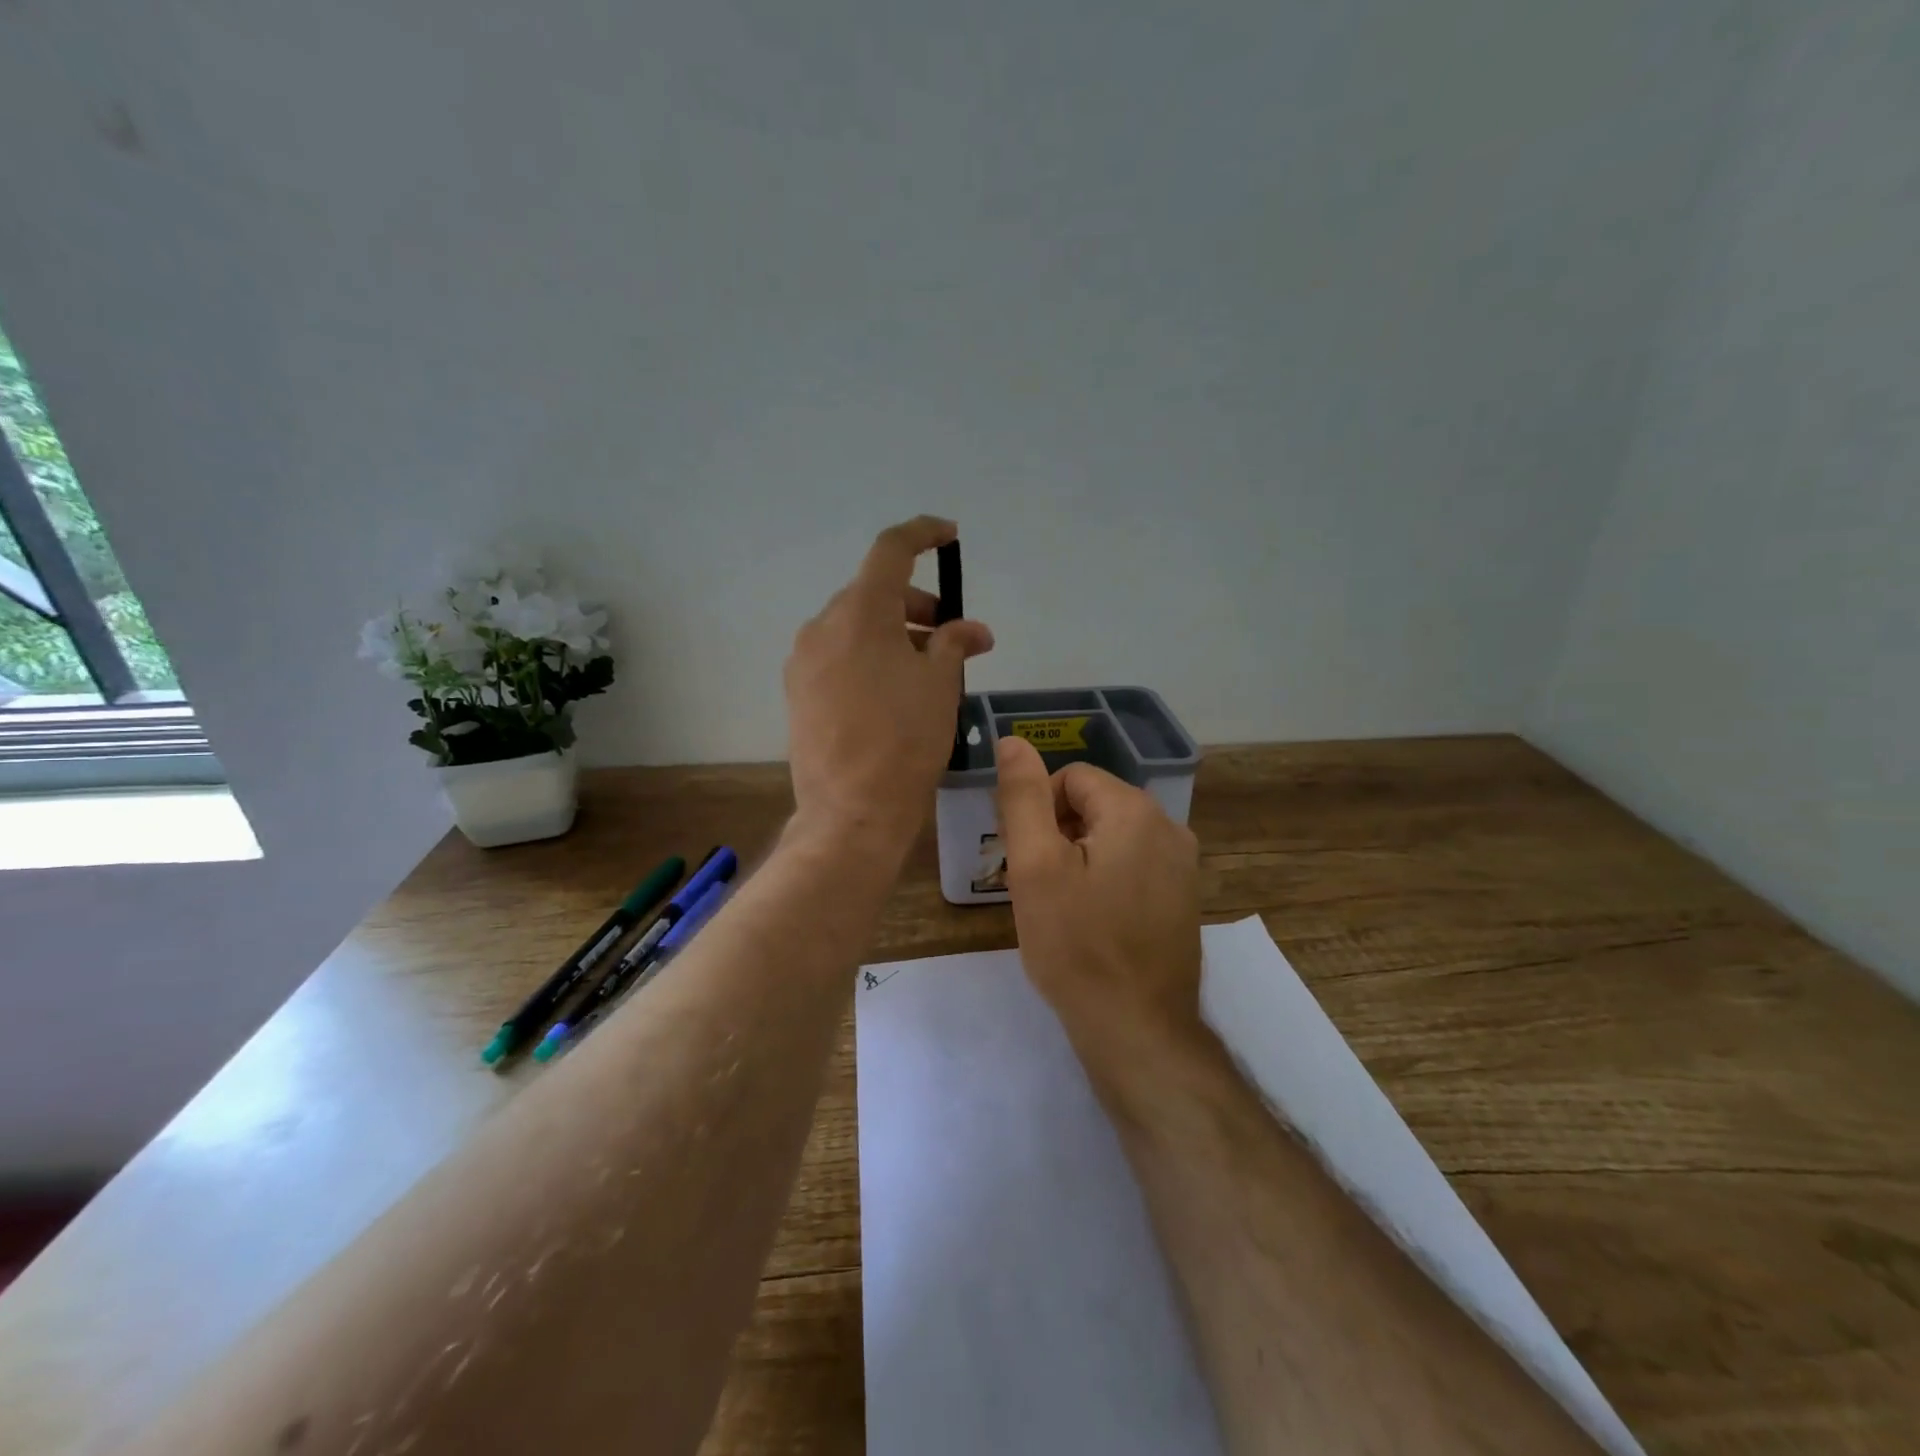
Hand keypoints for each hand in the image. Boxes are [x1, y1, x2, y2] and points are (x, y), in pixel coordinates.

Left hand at [785, 517, 993, 857]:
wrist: (850, 811)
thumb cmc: (905, 742)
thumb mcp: (940, 686)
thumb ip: (954, 643)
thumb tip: (970, 630)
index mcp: (860, 613)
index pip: (891, 550)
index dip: (923, 534)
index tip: (949, 536)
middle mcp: (822, 626)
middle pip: (874, 593)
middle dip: (917, 604)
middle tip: (952, 634)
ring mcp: (803, 659)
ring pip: (854, 626)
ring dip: (894, 633)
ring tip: (927, 668)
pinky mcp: (797, 691)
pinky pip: (838, 655)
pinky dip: (868, 656)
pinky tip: (892, 690)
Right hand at [993, 735, 1204, 1080]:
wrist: (1137, 1029)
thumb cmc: (1076, 945)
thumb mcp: (1035, 866)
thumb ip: (1023, 796)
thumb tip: (1013, 741)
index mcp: (1135, 810)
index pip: (1070, 778)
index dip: (1038, 811)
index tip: (1024, 859)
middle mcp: (1170, 827)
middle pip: (1094, 805)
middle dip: (1058, 834)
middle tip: (1037, 886)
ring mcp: (1183, 865)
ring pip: (1113, 837)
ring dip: (1080, 858)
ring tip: (1062, 908)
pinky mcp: (1184, 898)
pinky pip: (1134, 866)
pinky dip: (1106, 880)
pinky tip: (1092, 922)